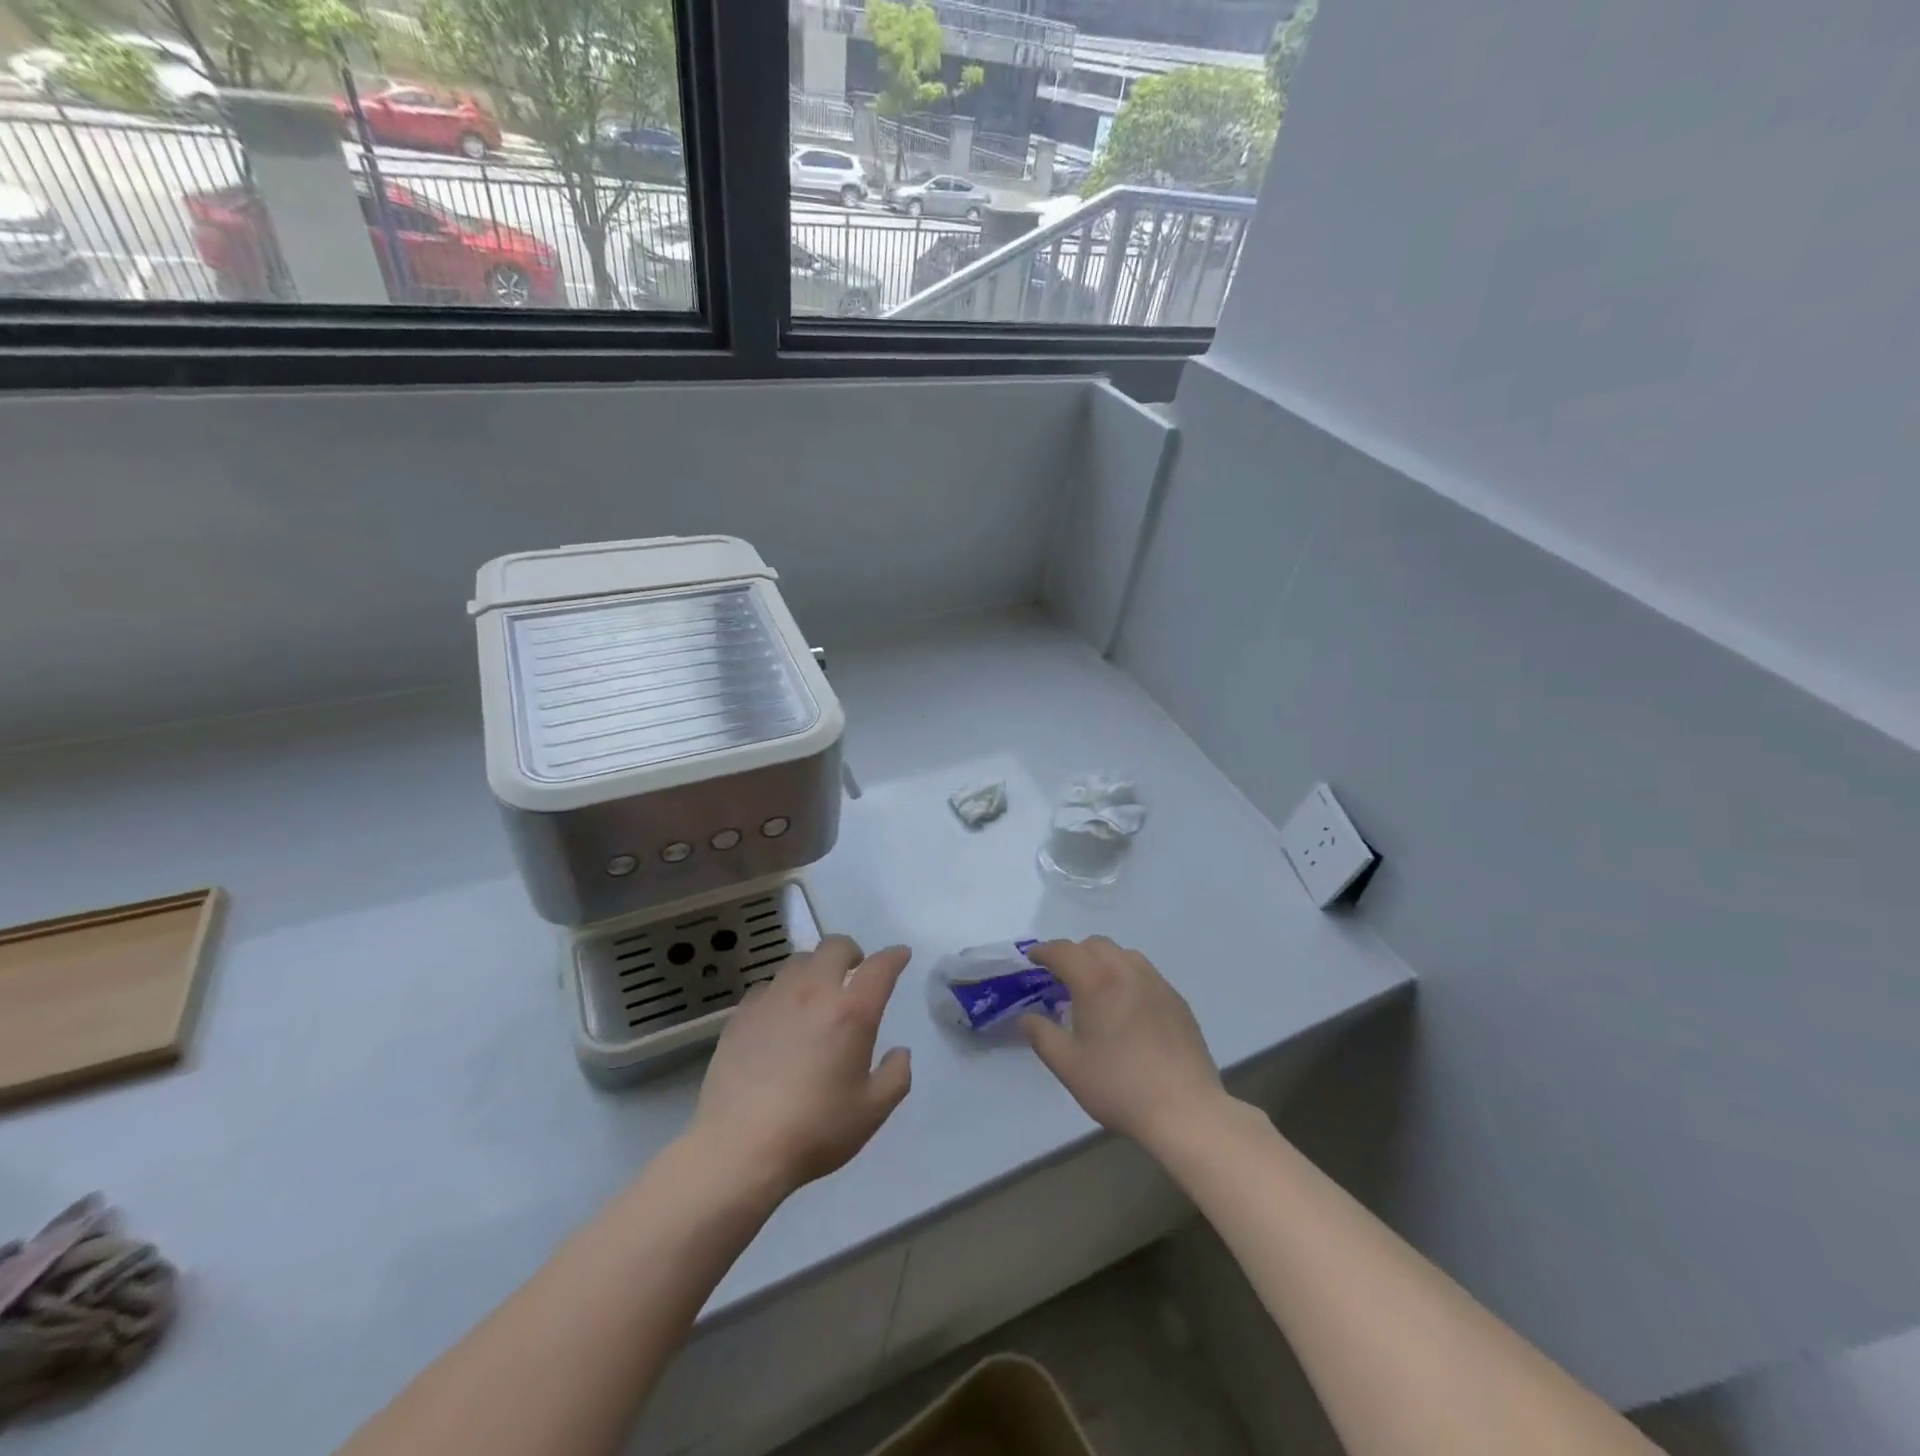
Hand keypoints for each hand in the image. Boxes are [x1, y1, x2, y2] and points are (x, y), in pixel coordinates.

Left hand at [690, 936, 912, 1198]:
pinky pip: (768, 986)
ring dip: (815, 969)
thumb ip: (896, 1076)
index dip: (894, 957)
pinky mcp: (741, 1015)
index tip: (900, 955)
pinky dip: (781, 992)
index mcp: (851, 1012)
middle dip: (851, 952)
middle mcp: (814, 993)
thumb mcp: (872, 1111)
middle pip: (835, 947)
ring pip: (799, 961)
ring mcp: (773, 999)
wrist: (739, 1149)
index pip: (880, 968)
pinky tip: (779, 1018)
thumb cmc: (815, 1130)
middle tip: (854, 973)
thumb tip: (899, 1052)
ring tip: (816, 995)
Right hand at [1021, 937, 1230, 1152]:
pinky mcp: (1176, 1000)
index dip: (1044, 951)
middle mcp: (1127, 971)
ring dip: (1102, 960)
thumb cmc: (1118, 1086)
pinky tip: (1126, 1005)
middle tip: (1061, 976)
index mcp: (1096, 982)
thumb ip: (1041, 1035)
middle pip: (1095, 945)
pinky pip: (1145, 973)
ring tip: (1095, 986)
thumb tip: (1027, 1017)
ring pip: (1123, 954)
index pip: (1064, 952)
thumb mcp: (1068, 1065)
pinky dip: (1127, 975)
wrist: (1184, 1109)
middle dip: (1074, 953)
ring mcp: (1157, 983)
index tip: (1033, 958)